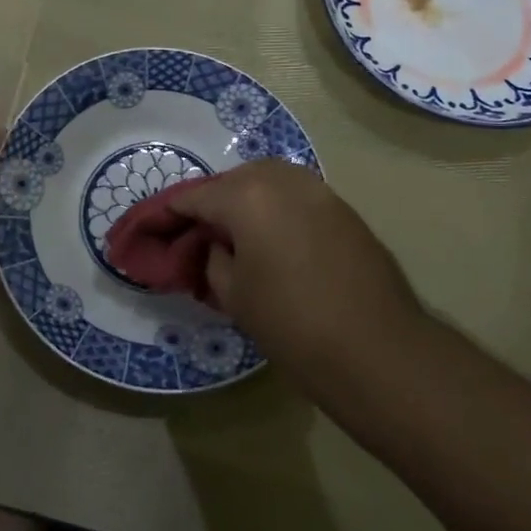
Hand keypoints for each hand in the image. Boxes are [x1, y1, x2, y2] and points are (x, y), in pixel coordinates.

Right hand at [166, 160, 424, 392]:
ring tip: (233, 234)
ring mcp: (319, 191)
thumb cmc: (293, 325)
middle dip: (210, 201)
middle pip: (232, 180)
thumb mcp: (234, 295)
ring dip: (244, 199)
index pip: (195, 196)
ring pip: (268, 181)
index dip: (168, 213)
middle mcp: (283, 180)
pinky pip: (296, 196)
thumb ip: (213, 258)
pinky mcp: (343, 209)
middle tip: (196, 234)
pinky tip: (272, 238)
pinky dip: (276, 208)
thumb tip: (215, 244)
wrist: (379, 351)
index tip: (152, 229)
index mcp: (247, 196)